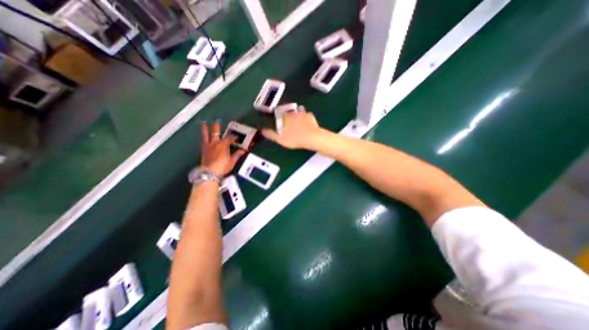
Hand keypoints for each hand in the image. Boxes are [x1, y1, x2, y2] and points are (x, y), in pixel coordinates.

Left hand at [199, 121, 242, 175]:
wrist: (209, 172)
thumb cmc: (223, 166)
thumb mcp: (232, 161)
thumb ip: (237, 154)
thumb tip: (243, 150)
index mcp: (223, 145)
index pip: (229, 138)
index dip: (233, 137)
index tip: (236, 137)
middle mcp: (215, 143)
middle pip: (216, 132)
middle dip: (217, 126)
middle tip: (217, 119)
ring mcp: (208, 146)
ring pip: (206, 135)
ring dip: (205, 128)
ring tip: (203, 122)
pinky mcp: (203, 150)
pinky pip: (203, 141)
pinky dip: (203, 137)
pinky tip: (203, 136)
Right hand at [264, 107, 323, 149]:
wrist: (311, 138)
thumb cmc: (294, 139)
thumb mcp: (280, 139)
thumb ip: (271, 134)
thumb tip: (262, 130)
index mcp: (284, 118)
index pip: (279, 114)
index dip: (279, 118)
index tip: (280, 122)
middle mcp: (292, 113)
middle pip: (288, 112)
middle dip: (288, 116)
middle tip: (290, 123)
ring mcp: (302, 113)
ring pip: (298, 111)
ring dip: (298, 115)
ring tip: (298, 121)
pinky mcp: (311, 116)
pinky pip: (307, 115)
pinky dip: (306, 118)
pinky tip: (307, 123)